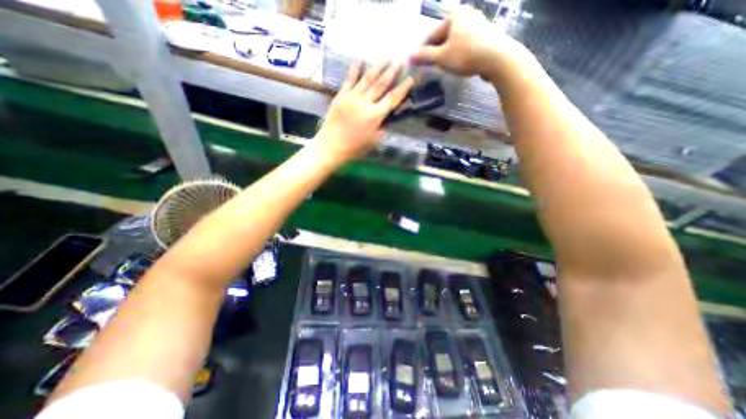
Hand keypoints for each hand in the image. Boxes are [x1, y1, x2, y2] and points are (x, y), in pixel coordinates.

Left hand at [317, 61, 415, 160]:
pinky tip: (360, 57)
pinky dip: (355, 68)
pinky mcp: (341, 95)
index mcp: (375, 116)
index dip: (403, 88)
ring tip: (386, 55)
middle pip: (381, 84)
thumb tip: (387, 116)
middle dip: (392, 72)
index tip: (411, 78)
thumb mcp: (374, 141)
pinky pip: (349, 79)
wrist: (331, 146)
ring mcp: (352, 97)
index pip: (393, 99)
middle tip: (400, 61)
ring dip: (378, 66)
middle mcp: (365, 103)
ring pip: (368, 78)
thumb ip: (383, 127)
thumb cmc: (355, 148)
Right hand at [411, 4, 532, 82]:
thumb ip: (424, 56)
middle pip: (444, 37)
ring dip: (447, 54)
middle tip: (431, 67)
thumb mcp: (441, 58)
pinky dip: (459, 53)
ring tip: (444, 67)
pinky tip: (459, 64)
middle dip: (436, 52)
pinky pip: (466, 44)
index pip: (432, 34)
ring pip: (455, 41)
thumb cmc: (466, 55)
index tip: (419, 63)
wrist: (498, 58)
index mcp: (454, 16)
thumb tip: (408, 57)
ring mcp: (479, 23)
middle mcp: (467, 15)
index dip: (423, 50)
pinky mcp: (487, 34)